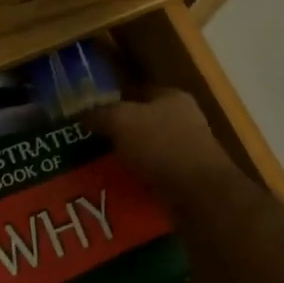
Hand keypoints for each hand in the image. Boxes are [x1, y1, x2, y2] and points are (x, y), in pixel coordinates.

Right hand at [89, 90, 237, 195]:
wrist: (198, 192)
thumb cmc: (160, 144)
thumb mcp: (121, 120)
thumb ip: (101, 114)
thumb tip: (85, 115)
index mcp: (172, 97)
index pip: (139, 90)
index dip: (114, 98)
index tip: (92, 112)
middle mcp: (184, 119)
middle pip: (144, 121)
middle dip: (120, 131)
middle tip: (92, 141)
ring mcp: (189, 150)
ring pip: (149, 149)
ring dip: (129, 157)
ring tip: (102, 166)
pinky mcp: (188, 178)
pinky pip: (156, 173)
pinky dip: (140, 178)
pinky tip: (121, 186)